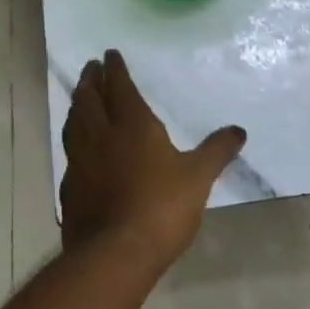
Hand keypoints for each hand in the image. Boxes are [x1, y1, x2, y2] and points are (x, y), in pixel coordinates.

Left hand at [59, 50, 245, 272]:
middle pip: (90, 99)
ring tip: (80, 96)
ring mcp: (81, 161)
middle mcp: (102, 136)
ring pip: (75, 123)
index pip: (120, 88)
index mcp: (133, 125)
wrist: (115, 254)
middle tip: (91, 67)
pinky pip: (70, 152)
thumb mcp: (199, 177)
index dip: (116, 70)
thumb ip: (217, 151)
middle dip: (91, 80)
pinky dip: (73, 138)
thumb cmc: (161, 207)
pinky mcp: (70, 187)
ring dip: (77, 104)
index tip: (110, 54)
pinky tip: (78, 146)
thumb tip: (239, 130)